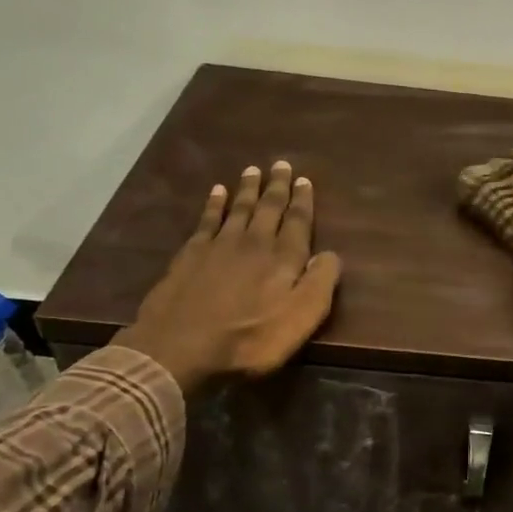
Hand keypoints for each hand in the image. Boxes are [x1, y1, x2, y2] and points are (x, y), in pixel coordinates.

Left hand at [112, 161, 341, 391]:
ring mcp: (219, 245)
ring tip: (254, 170)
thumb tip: (331, 255)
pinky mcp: (191, 254)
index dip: (303, 201)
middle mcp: (254, 242)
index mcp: (284, 258)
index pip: (298, 222)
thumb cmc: (250, 339)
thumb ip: (320, 283)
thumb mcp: (301, 319)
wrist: (181, 347)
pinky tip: (217, 192)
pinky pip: (207, 219)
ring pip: (239, 208)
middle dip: (277, 187)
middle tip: (281, 165)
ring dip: (248, 189)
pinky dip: (214, 203)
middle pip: (268, 208)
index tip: (304, 180)